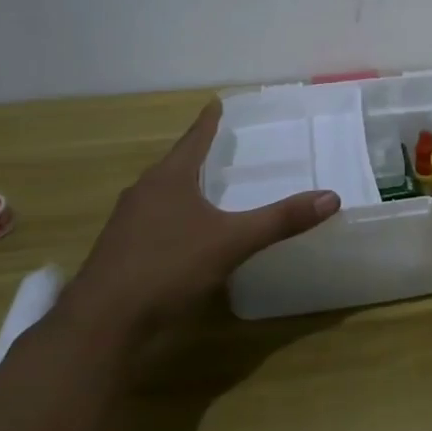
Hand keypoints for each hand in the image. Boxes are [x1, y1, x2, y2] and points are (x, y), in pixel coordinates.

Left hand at [66, 100, 339, 333]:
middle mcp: (143, 193)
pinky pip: (152, 221)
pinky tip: (186, 233)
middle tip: (221, 145)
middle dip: (196, 154)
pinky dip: (173, 216)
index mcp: (168, 179)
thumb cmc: (166, 269)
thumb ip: (280, 220)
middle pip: (174, 164)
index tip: (216, 103)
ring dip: (183, 186)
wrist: (100, 327)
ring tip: (207, 186)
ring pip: (161, 194)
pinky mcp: (120, 253)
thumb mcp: (232, 242)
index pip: (193, 138)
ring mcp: (126, 224)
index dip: (208, 121)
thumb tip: (331, 197)